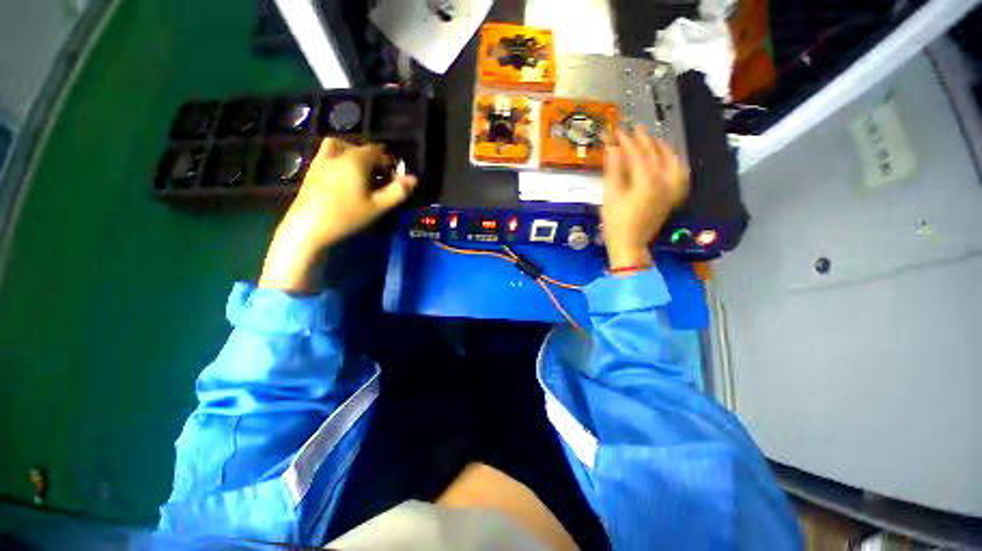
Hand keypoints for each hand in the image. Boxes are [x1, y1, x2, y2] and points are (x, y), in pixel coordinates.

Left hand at [258, 138, 417, 291]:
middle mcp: (340, 153)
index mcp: (357, 159)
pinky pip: (326, 152)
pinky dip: (335, 156)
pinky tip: (337, 173)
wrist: (306, 228)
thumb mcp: (375, 208)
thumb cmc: (343, 217)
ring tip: (355, 171)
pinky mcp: (311, 169)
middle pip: (361, 148)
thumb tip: (414, 179)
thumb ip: (396, 192)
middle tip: (375, 180)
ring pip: (341, 145)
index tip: (390, 178)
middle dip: (371, 159)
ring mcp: (323, 159)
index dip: (387, 162)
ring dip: (352, 152)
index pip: (378, 150)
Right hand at [601, 127, 688, 271]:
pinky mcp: (671, 198)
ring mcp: (669, 190)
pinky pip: (680, 177)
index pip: (637, 152)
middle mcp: (662, 182)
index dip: (626, 139)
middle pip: (655, 154)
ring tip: (655, 140)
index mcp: (646, 179)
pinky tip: (671, 161)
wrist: (631, 245)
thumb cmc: (617, 221)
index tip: (617, 130)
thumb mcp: (610, 192)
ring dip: (664, 149)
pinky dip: (676, 166)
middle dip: (644, 140)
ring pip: (673, 163)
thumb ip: (614, 166)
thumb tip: (613, 146)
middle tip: (635, 129)